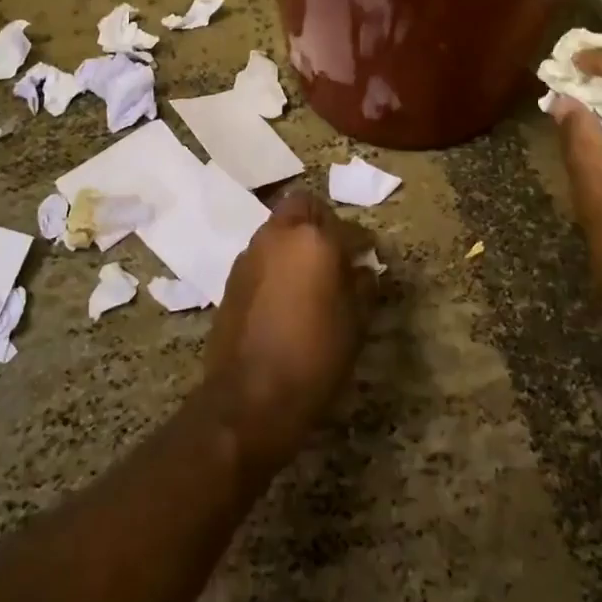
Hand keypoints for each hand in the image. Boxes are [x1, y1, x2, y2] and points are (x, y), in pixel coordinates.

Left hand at [201, 190, 377, 475]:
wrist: (250, 396)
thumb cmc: (314, 357)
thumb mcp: (354, 324)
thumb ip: (362, 287)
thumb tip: (362, 270)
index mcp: (315, 240)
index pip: (347, 227)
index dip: (362, 241)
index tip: (369, 255)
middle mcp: (279, 235)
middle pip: (302, 206)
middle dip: (321, 221)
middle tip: (335, 250)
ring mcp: (250, 254)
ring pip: (277, 227)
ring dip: (295, 239)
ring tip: (310, 273)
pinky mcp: (231, 276)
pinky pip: (261, 254)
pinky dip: (276, 261)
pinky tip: (285, 292)